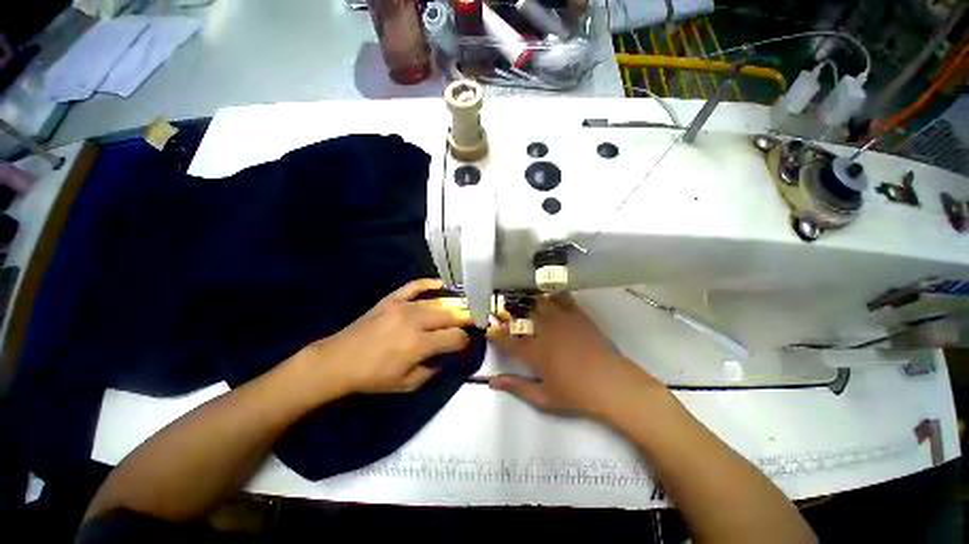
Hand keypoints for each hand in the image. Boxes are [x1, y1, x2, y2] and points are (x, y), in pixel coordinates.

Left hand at [300, 279, 472, 396]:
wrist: (339, 361)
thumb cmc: (373, 377)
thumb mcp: (407, 384)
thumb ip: (432, 369)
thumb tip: (446, 355)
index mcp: (419, 344)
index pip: (454, 337)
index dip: (464, 340)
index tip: (464, 343)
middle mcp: (415, 321)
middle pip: (450, 316)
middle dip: (464, 320)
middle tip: (470, 322)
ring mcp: (403, 306)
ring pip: (437, 303)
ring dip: (451, 307)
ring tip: (460, 309)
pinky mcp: (392, 299)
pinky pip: (414, 286)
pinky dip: (429, 284)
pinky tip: (440, 285)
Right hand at [487, 293, 659, 420]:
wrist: (612, 384)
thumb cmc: (576, 395)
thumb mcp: (543, 398)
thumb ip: (516, 387)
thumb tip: (491, 382)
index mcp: (535, 353)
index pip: (507, 341)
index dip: (495, 335)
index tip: (488, 330)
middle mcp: (545, 331)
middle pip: (522, 315)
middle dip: (511, 312)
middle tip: (505, 311)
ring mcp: (562, 320)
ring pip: (540, 302)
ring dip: (529, 301)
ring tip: (523, 299)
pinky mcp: (578, 315)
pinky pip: (562, 298)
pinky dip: (553, 294)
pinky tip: (548, 294)